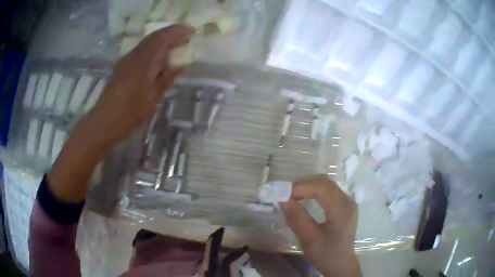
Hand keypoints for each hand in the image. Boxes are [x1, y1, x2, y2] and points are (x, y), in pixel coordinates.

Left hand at [91, 25, 194, 144]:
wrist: (104, 121)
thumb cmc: (129, 113)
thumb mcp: (153, 98)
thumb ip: (167, 78)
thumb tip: (183, 66)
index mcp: (143, 61)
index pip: (163, 37)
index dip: (178, 32)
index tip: (192, 32)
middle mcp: (134, 55)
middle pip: (154, 36)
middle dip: (171, 33)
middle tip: (186, 37)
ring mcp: (126, 60)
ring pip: (147, 42)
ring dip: (162, 40)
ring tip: (175, 46)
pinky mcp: (122, 67)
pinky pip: (141, 50)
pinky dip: (153, 49)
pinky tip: (158, 58)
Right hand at [280, 175, 360, 276]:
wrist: (340, 264)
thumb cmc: (326, 254)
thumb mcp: (310, 240)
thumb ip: (297, 219)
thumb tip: (283, 200)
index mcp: (342, 209)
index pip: (322, 188)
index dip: (301, 187)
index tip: (283, 194)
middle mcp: (347, 201)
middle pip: (325, 182)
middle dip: (303, 184)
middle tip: (285, 193)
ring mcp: (347, 202)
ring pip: (326, 184)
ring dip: (308, 186)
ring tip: (292, 195)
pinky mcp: (344, 205)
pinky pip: (328, 191)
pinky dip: (314, 191)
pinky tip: (305, 198)